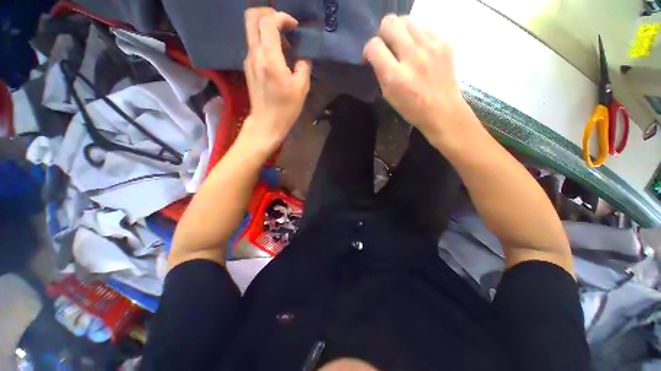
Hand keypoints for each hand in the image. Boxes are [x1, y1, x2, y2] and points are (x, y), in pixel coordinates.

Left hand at [241, 8, 311, 151]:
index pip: (269, 22)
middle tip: (284, 25)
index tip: (294, 27)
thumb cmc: (285, 108)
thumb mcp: (301, 88)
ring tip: (284, 45)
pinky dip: (265, 43)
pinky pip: (254, 45)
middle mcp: (255, 54)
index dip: (282, 17)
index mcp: (269, 58)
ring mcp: (248, 60)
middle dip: (268, 14)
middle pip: (251, 17)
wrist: (266, 123)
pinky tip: (277, 57)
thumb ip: (303, 66)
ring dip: (267, 30)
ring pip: (252, 30)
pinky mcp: (248, 67)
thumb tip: (302, 57)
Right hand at [364, 15, 475, 146]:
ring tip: (404, 48)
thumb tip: (376, 55)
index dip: (369, 49)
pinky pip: (423, 29)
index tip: (371, 57)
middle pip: (390, 22)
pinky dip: (416, 38)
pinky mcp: (444, 42)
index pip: (374, 45)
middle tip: (387, 47)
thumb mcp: (388, 95)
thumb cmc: (412, 108)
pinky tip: (419, 52)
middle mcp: (413, 56)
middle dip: (383, 33)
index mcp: (395, 76)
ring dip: (400, 32)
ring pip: (407, 20)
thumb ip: (381, 72)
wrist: (443, 110)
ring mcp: (431, 46)